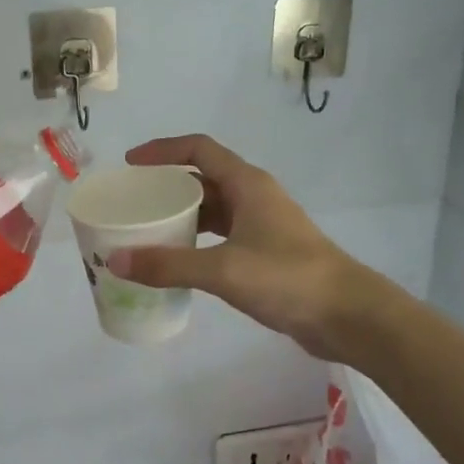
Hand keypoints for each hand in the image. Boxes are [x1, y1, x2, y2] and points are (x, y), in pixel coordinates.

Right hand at [106, 135, 384, 358]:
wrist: (348, 314)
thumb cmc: (288, 278)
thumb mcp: (223, 270)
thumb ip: (169, 265)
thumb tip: (116, 261)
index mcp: (246, 184)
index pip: (198, 149)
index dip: (162, 150)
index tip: (131, 164)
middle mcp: (254, 196)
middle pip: (203, 178)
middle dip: (167, 186)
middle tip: (133, 203)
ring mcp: (262, 225)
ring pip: (213, 209)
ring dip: (182, 216)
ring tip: (147, 231)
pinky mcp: (266, 252)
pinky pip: (222, 235)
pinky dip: (197, 241)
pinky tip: (178, 261)